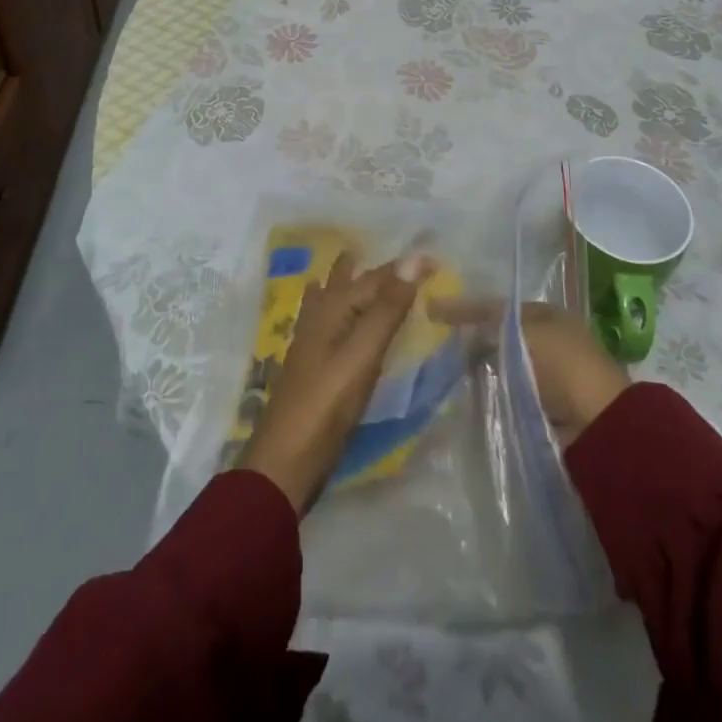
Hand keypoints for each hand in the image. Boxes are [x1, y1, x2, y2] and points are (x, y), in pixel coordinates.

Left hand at [234, 251, 431, 513]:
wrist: (284, 463)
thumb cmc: (326, 405)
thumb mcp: (362, 354)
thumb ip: (387, 309)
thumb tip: (414, 259)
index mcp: (331, 309)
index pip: (375, 277)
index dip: (404, 268)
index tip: (436, 262)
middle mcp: (319, 317)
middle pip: (349, 283)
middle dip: (372, 269)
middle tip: (399, 260)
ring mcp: (312, 343)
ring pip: (333, 299)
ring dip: (348, 282)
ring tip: (356, 265)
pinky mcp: (314, 368)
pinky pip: (331, 324)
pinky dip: (341, 311)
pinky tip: (337, 318)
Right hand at [429, 298, 628, 446]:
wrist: (597, 424)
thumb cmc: (562, 364)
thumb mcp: (521, 332)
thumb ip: (488, 325)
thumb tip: (461, 329)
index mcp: (547, 314)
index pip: (499, 306)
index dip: (467, 308)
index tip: (434, 312)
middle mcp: (547, 339)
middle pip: (500, 335)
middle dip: (472, 340)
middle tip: (438, 346)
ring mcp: (546, 375)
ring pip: (501, 365)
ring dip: (479, 369)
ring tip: (444, 372)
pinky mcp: (542, 406)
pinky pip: (507, 393)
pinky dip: (490, 392)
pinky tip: (466, 395)